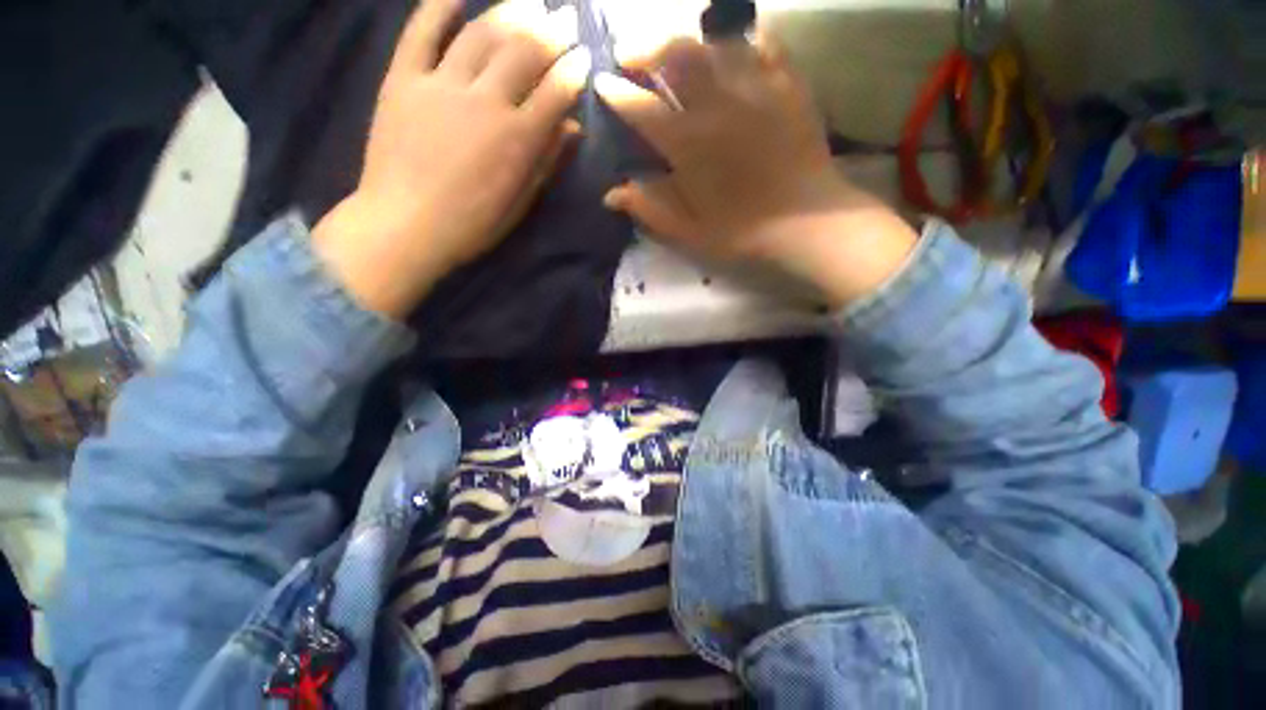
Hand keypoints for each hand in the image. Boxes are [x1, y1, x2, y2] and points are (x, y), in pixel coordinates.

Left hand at [313, 0, 590, 317]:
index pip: (555, 92)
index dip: (574, 71)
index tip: (585, 58)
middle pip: (524, 53)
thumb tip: (573, 130)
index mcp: (517, 139)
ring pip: (481, 35)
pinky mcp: (403, 80)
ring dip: (510, 13)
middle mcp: (485, 102)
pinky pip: (421, 32)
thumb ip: (546, 162)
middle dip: (551, 33)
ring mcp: (441, 85)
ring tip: (530, 3)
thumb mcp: (520, 202)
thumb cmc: (472, 224)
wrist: (405, 226)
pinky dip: (438, 7)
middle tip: (566, 20)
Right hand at [597, 35, 916, 307]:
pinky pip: (759, 42)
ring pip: (710, 42)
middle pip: (672, 55)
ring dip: (683, 41)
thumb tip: (611, 195)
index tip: (602, 84)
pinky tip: (729, 48)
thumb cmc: (742, 231)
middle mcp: (715, 105)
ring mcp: (753, 87)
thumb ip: (650, 209)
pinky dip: (739, 39)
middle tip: (630, 56)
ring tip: (672, 49)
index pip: (640, 108)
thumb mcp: (689, 231)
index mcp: (687, 145)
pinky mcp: (786, 82)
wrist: (806, 220)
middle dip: (643, 49)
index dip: (616, 94)